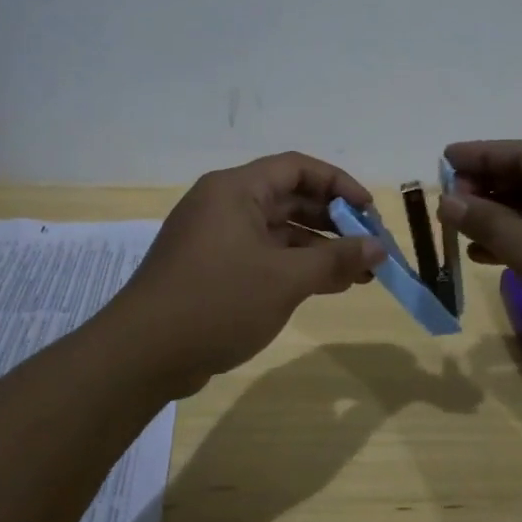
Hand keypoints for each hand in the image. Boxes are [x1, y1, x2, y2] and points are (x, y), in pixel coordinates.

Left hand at [106, 152, 386, 395]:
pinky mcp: (210, 270)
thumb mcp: (284, 280)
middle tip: (369, 246)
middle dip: (333, 221)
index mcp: (235, 190)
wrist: (143, 354)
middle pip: (288, 198)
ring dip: (317, 249)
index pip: (297, 168)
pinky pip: (262, 256)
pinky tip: (324, 286)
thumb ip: (335, 260)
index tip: (369, 211)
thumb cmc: (217, 302)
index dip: (338, 183)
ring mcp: (214, 239)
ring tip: (358, 274)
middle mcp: (223, 205)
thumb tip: (379, 248)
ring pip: (277, 231)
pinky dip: (293, 267)